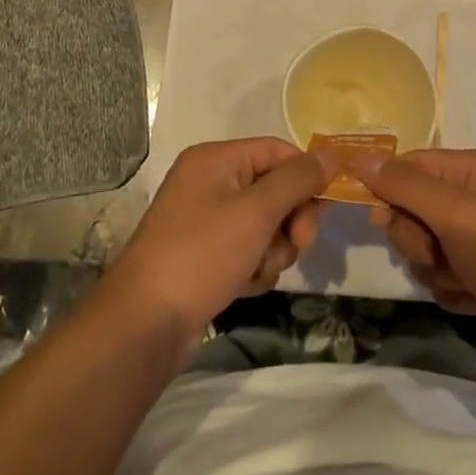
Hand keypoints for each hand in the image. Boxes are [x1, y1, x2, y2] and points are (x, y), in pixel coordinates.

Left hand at [106, 138, 330, 341]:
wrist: (146, 323)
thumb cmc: (202, 254)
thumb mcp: (256, 212)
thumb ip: (297, 180)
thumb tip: (330, 155)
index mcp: (215, 159)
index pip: (277, 151)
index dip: (305, 176)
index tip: (324, 209)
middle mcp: (210, 182)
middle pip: (274, 188)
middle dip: (290, 220)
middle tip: (298, 245)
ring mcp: (206, 220)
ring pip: (266, 224)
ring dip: (273, 249)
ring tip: (257, 271)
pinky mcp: (206, 254)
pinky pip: (248, 249)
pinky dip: (255, 267)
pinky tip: (244, 286)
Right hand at [354, 148, 475, 363]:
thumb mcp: (457, 216)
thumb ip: (406, 186)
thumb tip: (361, 157)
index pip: (413, 163)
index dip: (390, 189)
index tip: (378, 221)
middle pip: (414, 207)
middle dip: (418, 239)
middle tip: (438, 256)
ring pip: (424, 244)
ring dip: (434, 268)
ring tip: (464, 281)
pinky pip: (442, 271)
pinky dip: (451, 287)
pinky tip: (474, 299)